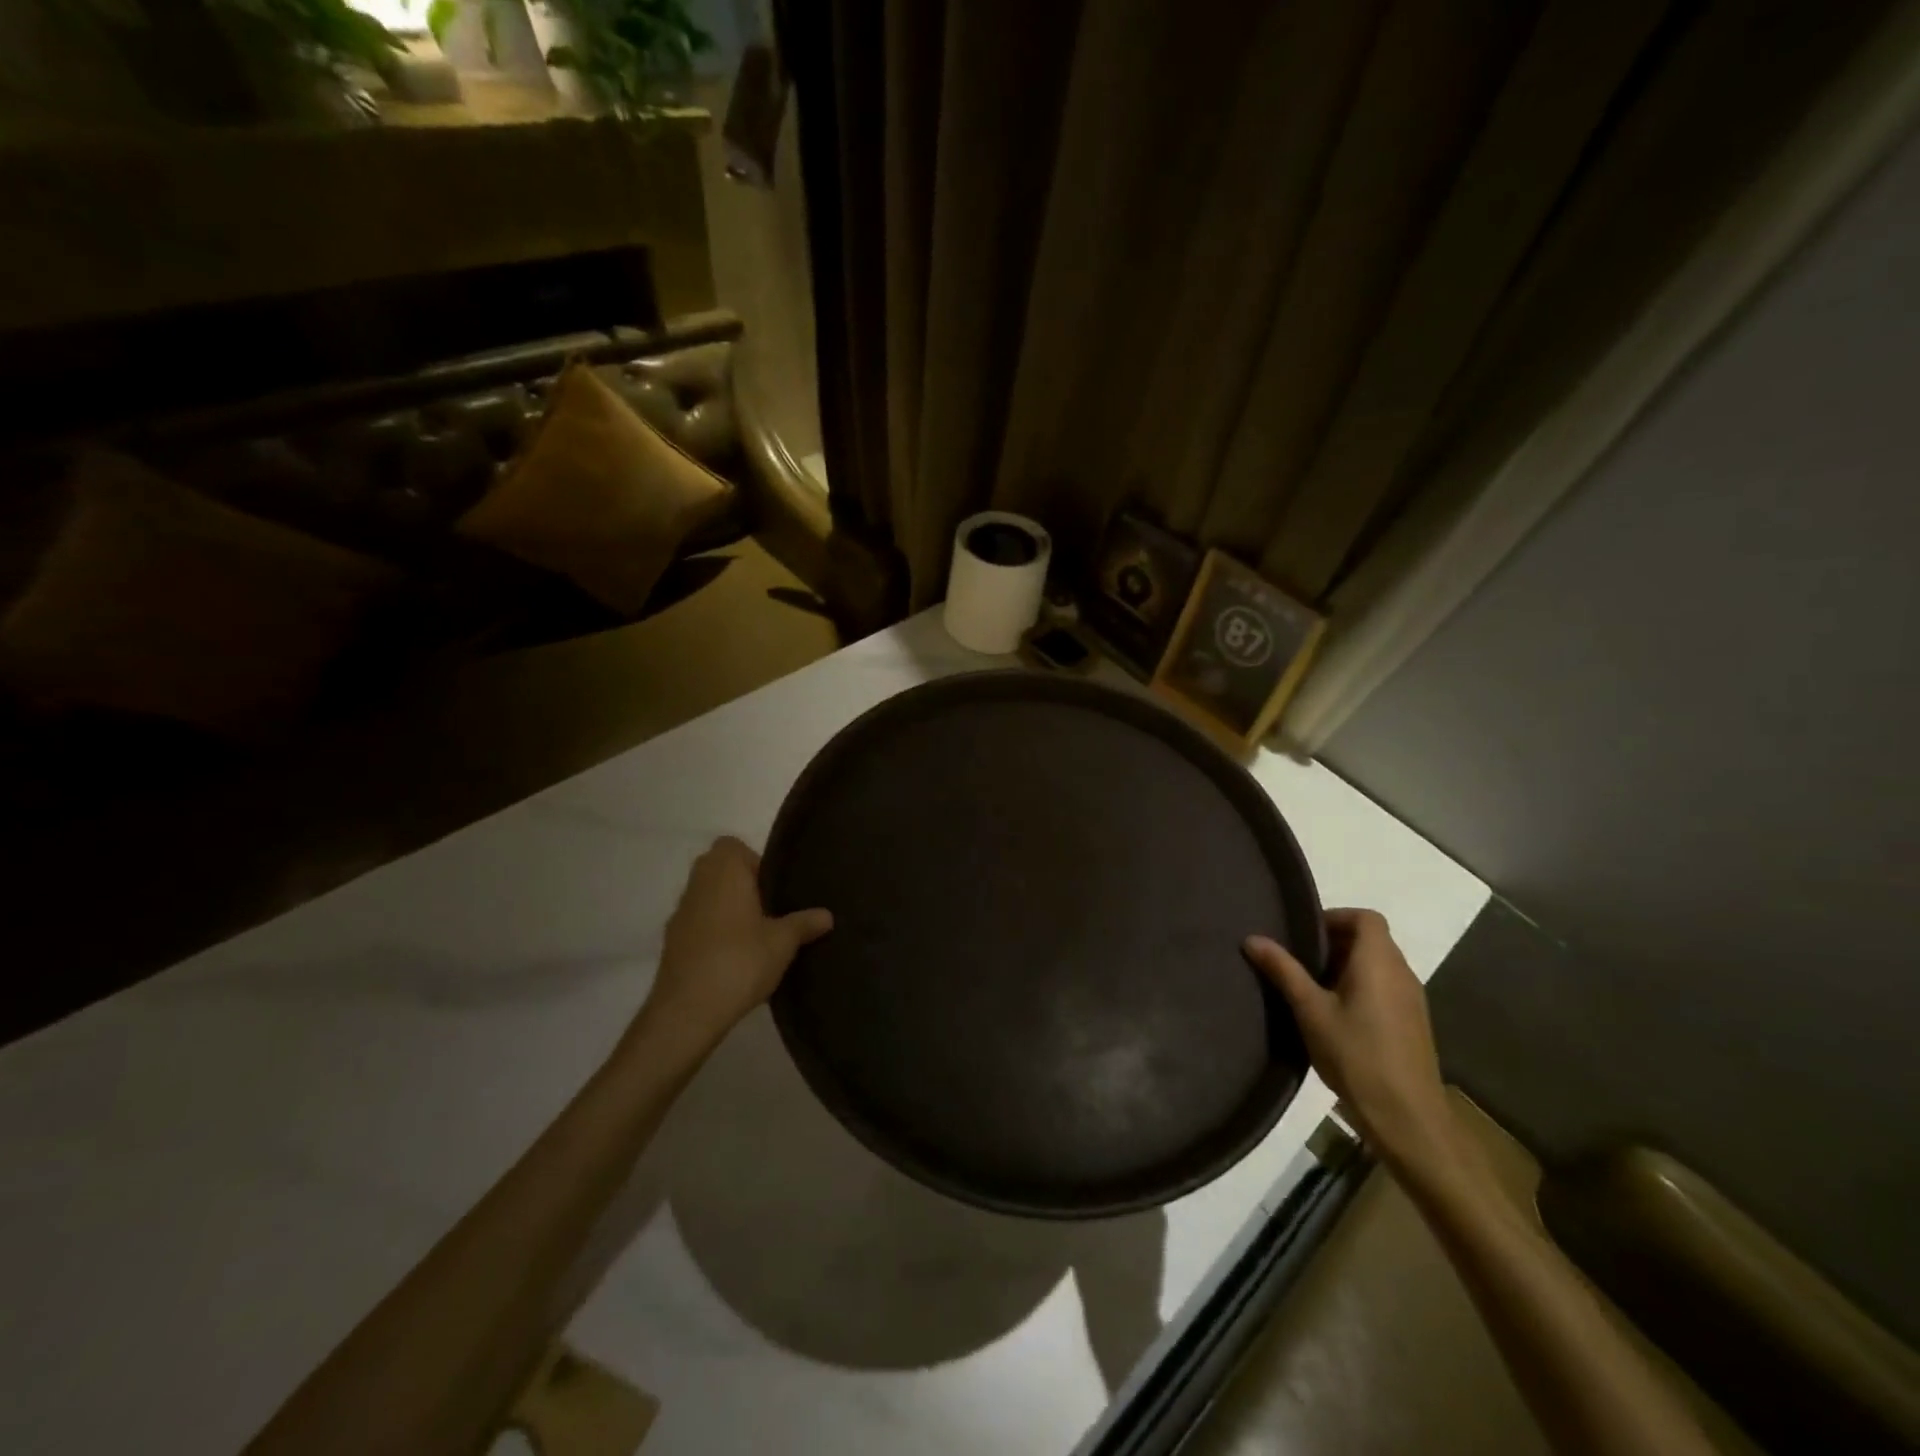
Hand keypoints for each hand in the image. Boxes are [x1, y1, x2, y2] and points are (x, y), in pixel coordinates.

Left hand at [642, 837, 832, 1046]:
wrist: (687, 1010)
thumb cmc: (740, 961)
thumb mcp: (783, 942)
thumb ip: (804, 923)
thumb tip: (827, 915)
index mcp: (724, 871)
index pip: (733, 846)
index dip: (754, 862)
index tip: (773, 888)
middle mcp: (697, 883)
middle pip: (719, 869)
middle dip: (743, 885)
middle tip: (771, 910)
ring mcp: (680, 913)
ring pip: (707, 896)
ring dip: (727, 908)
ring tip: (756, 936)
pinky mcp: (672, 941)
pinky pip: (698, 923)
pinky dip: (713, 932)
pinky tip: (734, 958)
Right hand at [1244, 909, 1454, 1171]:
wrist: (1408, 1118)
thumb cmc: (1356, 1055)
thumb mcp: (1310, 1010)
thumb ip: (1283, 970)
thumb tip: (1252, 938)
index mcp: (1379, 962)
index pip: (1366, 918)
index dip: (1335, 917)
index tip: (1304, 934)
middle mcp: (1402, 973)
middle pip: (1371, 940)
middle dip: (1334, 943)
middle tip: (1298, 960)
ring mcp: (1411, 1000)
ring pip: (1377, 965)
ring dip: (1345, 967)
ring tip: (1310, 988)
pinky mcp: (1412, 1024)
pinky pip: (1384, 988)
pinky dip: (1359, 987)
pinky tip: (1334, 1016)